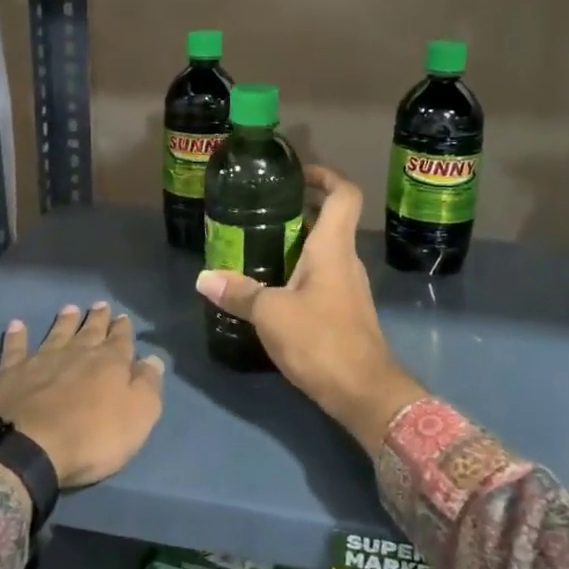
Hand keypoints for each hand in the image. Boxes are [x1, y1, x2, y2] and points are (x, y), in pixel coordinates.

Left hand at [0, 302, 164, 488]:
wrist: (29, 448)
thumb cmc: (92, 437)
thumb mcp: (138, 416)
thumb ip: (147, 385)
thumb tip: (153, 359)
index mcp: (110, 363)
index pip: (121, 340)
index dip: (123, 329)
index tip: (123, 317)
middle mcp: (77, 353)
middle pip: (90, 331)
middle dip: (97, 318)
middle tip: (100, 305)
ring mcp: (42, 360)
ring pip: (57, 333)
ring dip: (64, 321)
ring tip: (69, 308)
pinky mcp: (11, 373)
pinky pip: (15, 348)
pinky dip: (16, 336)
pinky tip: (16, 325)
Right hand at [195, 166, 426, 453]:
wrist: (365, 393)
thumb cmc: (321, 340)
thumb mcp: (271, 314)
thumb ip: (239, 293)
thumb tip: (204, 278)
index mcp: (333, 248)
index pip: (344, 194)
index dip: (325, 176)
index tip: (297, 175)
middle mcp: (346, 260)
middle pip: (329, 220)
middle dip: (298, 210)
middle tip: (260, 211)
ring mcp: (348, 287)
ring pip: (323, 251)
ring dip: (296, 243)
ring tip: (256, 246)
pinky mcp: (345, 312)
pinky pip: (321, 277)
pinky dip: (298, 272)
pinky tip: (272, 288)